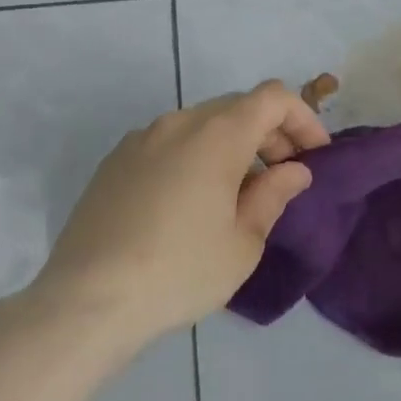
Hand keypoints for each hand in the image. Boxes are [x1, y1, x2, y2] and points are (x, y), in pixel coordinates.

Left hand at [34, 81, 328, 352]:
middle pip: (238, 107)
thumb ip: (274, 194)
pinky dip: (196, 155)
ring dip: (232, 145)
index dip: (303, 119)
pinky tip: (191, 202)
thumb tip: (294, 170)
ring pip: (202, 124)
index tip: (314, 156)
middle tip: (283, 176)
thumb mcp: (243, 241)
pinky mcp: (114, 162)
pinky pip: (169, 143)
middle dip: (270, 133)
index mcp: (217, 135)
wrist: (86, 302)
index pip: (274, 98)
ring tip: (238, 192)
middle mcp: (179, 123)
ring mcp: (141, 139)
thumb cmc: (180, 271)